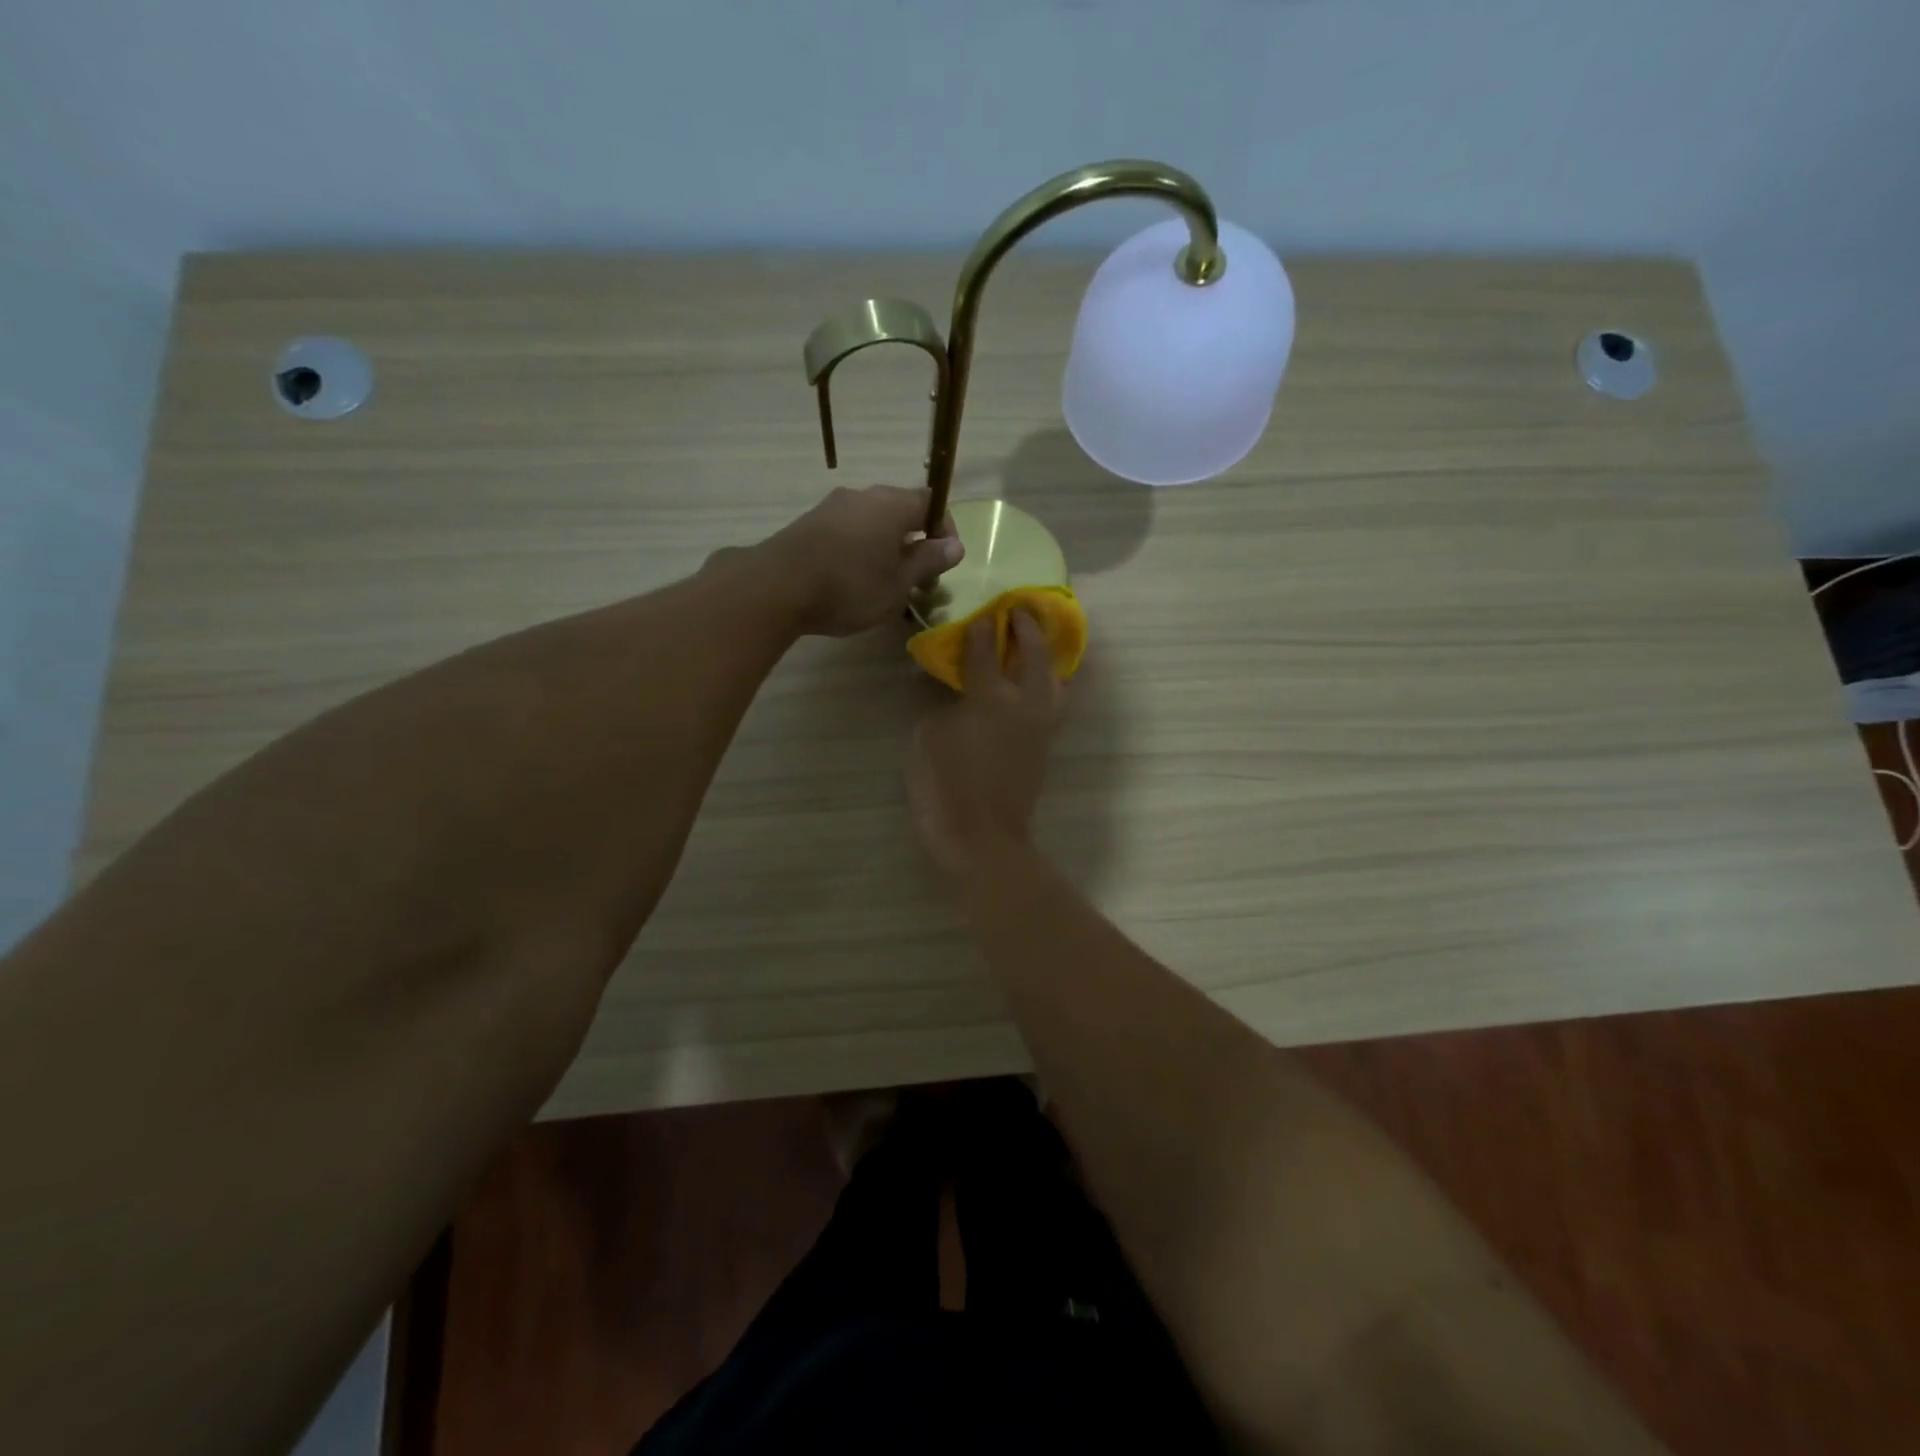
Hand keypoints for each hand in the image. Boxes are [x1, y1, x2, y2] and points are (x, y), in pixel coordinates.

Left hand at [758, 485, 961, 636]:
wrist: (777, 586)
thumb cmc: (849, 586)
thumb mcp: (898, 583)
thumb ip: (927, 562)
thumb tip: (955, 546)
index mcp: (892, 504)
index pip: (931, 503)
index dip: (944, 531)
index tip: (944, 564)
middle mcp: (864, 496)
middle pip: (901, 512)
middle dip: (915, 545)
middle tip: (917, 582)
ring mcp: (833, 507)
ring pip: (873, 524)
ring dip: (886, 550)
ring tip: (885, 587)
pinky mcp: (810, 524)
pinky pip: (848, 532)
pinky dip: (860, 552)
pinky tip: (853, 582)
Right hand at [907, 612, 1065, 875]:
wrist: (983, 839)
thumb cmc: (946, 786)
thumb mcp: (927, 737)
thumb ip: (944, 705)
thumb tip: (959, 693)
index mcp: (991, 698)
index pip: (986, 652)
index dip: (982, 630)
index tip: (982, 612)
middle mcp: (1024, 704)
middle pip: (1035, 655)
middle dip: (1028, 628)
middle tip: (1020, 610)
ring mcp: (1040, 727)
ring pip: (1055, 679)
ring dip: (1047, 654)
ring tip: (1038, 641)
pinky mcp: (1045, 747)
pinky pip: (1054, 702)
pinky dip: (1049, 682)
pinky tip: (1038, 679)